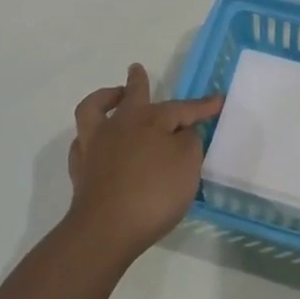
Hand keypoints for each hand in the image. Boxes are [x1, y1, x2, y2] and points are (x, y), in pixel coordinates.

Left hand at [65, 63, 222, 261]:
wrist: (107, 229)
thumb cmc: (154, 193)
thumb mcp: (187, 164)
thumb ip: (188, 142)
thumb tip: (182, 133)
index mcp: (149, 120)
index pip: (181, 108)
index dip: (201, 106)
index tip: (218, 101)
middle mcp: (119, 125)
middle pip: (131, 96)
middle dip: (138, 82)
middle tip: (137, 69)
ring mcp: (95, 145)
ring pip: (94, 109)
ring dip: (104, 98)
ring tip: (113, 97)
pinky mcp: (81, 169)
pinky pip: (82, 142)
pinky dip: (90, 136)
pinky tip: (96, 141)